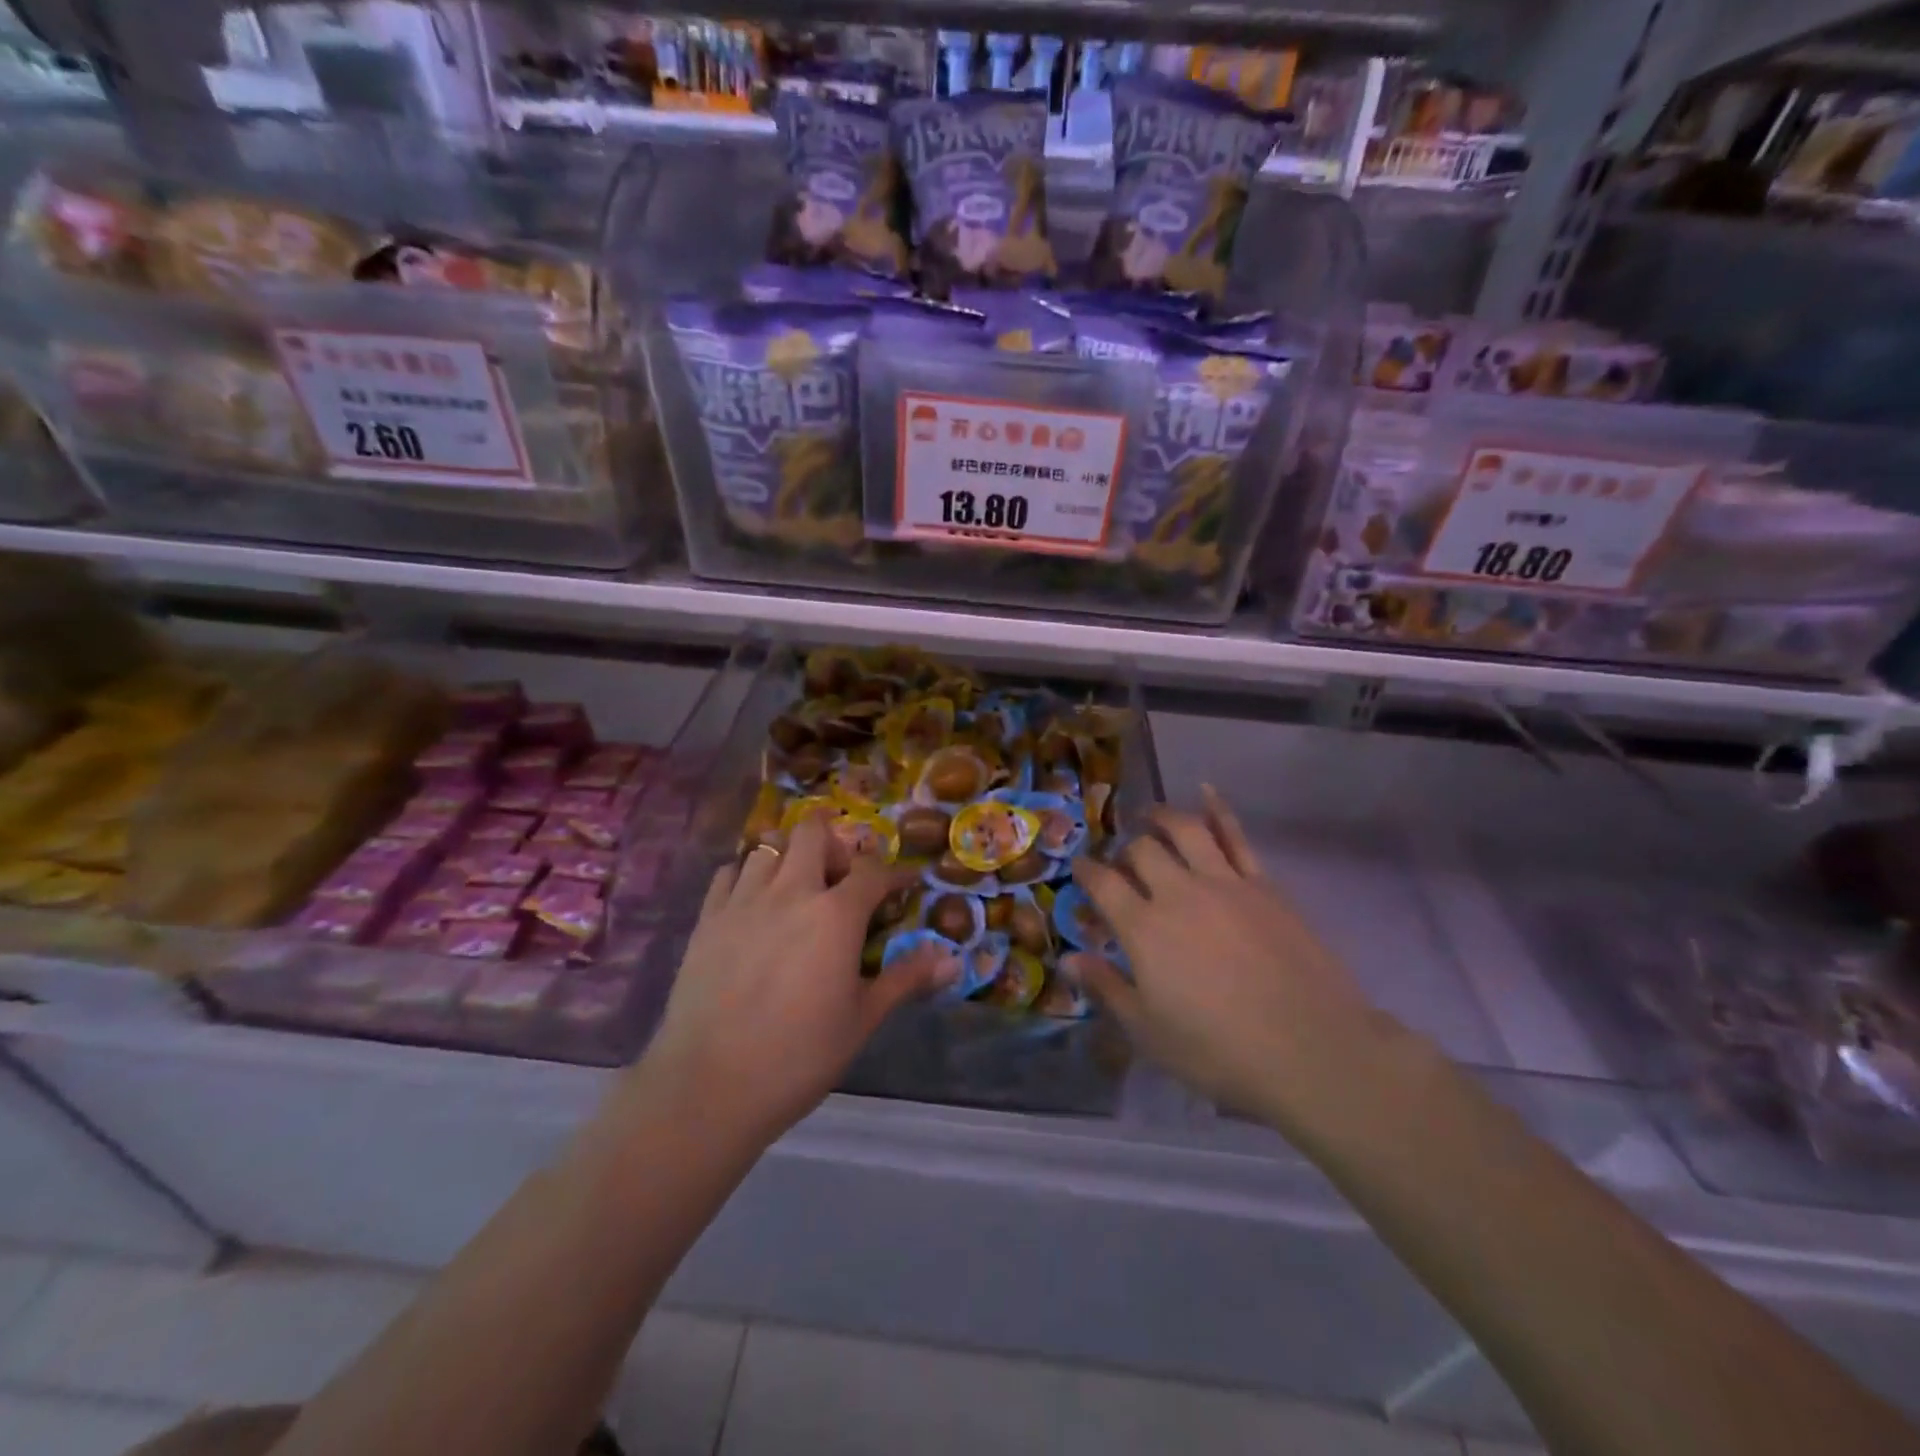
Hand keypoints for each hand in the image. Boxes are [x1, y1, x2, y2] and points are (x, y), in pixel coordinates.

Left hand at [637, 812, 953, 1147]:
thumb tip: (951, 960)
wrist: (710, 1086)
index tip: (906, 884)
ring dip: (789, 857)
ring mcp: (742, 901)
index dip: (894, 873)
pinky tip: (753, 903)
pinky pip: (727, 873)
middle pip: (813, 833)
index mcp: (835, 914)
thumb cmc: (800, 1055)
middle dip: (835, 844)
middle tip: (842, 879)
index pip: (873, 871)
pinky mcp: (706, 919)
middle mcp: (790, 892)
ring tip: (797, 889)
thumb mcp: (863, 1018)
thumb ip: (906, 979)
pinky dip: (746, 876)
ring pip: (768, 847)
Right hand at [1072, 787, 1385, 1127]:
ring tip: (1149, 814)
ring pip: (1185, 830)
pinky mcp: (1264, 885)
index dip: (1086, 871)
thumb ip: (1106, 988)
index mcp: (1144, 929)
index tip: (1080, 867)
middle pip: (1142, 851)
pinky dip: (1219, 809)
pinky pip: (1237, 837)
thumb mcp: (1149, 1032)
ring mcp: (1224, 883)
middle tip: (1121, 858)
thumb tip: (1067, 958)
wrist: (1311, 1049)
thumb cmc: (1219, 1051)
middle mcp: (1178, 894)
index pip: (1103, 884)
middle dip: (1124, 850)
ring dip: (1161, 816)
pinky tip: (1207, 791)